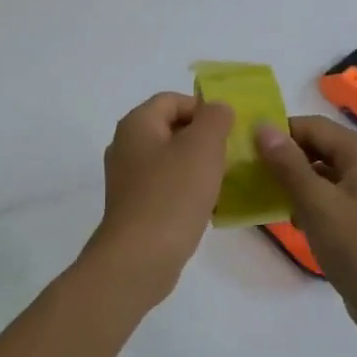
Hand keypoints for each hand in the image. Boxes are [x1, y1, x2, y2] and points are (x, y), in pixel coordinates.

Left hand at [85, 92, 233, 305]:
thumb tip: (217, 109)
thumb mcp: (203, 146)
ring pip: (170, 160)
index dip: (202, 108)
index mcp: (136, 124)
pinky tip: (206, 206)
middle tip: (230, 155)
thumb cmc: (173, 194)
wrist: (141, 257)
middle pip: (170, 129)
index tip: (228, 130)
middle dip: (203, 138)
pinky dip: (186, 190)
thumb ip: (215, 118)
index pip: (172, 100)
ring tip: (223, 181)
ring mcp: (127, 179)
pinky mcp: (134, 208)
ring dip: (197, 166)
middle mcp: (126, 147)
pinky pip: (165, 187)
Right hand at [255, 116, 356, 336]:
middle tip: (251, 173)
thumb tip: (262, 127)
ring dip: (294, 181)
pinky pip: (330, 195)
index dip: (279, 133)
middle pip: (318, 147)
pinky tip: (292, 220)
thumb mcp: (316, 203)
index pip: (313, 126)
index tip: (247, 150)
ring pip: (322, 173)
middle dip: (285, 158)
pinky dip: (309, 201)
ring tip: (265, 196)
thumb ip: (288, 164)